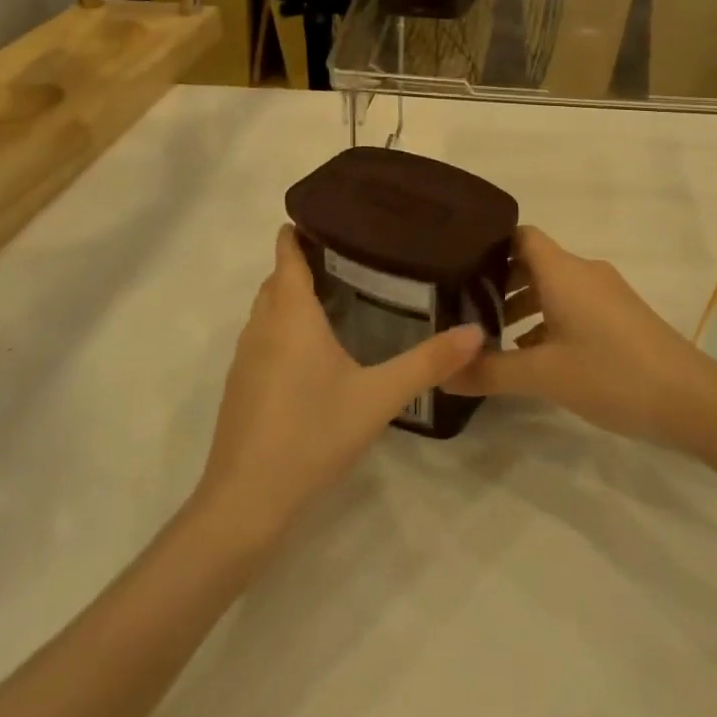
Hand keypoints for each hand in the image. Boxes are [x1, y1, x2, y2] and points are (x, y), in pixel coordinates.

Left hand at [196, 226, 484, 543]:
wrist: (246, 502)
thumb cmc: (312, 435)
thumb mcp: (379, 397)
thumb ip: (428, 363)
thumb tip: (476, 332)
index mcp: (291, 314)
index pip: (286, 253)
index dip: (301, 230)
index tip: (333, 214)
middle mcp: (262, 326)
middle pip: (278, 279)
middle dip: (305, 262)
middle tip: (352, 256)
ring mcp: (245, 358)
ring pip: (268, 309)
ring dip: (292, 296)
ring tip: (338, 295)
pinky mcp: (240, 386)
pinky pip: (263, 338)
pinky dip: (284, 327)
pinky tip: (314, 352)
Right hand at [443, 226, 715, 446]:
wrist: (693, 400)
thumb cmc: (612, 374)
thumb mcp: (543, 376)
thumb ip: (489, 372)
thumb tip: (441, 374)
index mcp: (563, 271)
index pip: (520, 236)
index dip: (489, 247)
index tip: (459, 269)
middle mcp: (584, 272)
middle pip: (534, 262)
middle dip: (500, 283)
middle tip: (466, 310)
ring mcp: (607, 294)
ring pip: (554, 286)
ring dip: (524, 305)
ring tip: (495, 338)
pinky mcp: (621, 316)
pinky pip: (574, 305)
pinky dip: (549, 320)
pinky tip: (535, 356)